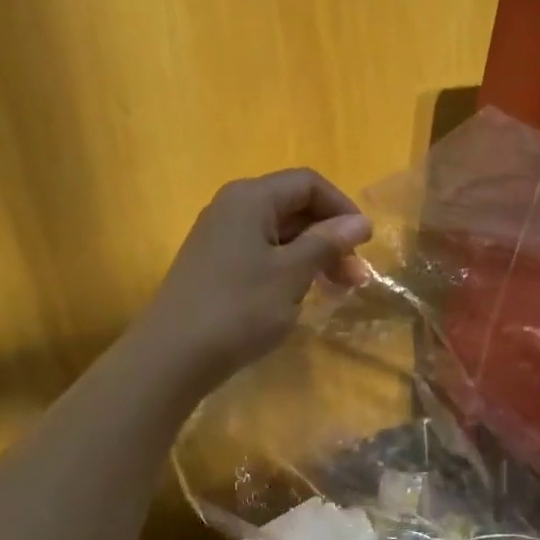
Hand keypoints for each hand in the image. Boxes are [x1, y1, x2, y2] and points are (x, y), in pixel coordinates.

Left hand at [143, 168, 371, 391]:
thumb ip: (327, 242)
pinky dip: (291, 269)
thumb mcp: (292, 274)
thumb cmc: (239, 308)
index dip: (342, 208)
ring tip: (338, 290)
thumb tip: (360, 221)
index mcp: (250, 198)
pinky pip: (264, 254)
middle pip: (295, 208)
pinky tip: (303, 295)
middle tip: (356, 278)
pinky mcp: (216, 266)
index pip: (307, 184)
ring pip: (281, 234)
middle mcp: (232, 208)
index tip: (365, 244)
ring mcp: (221, 238)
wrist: (174, 355)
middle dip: (332, 238)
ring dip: (315, 256)